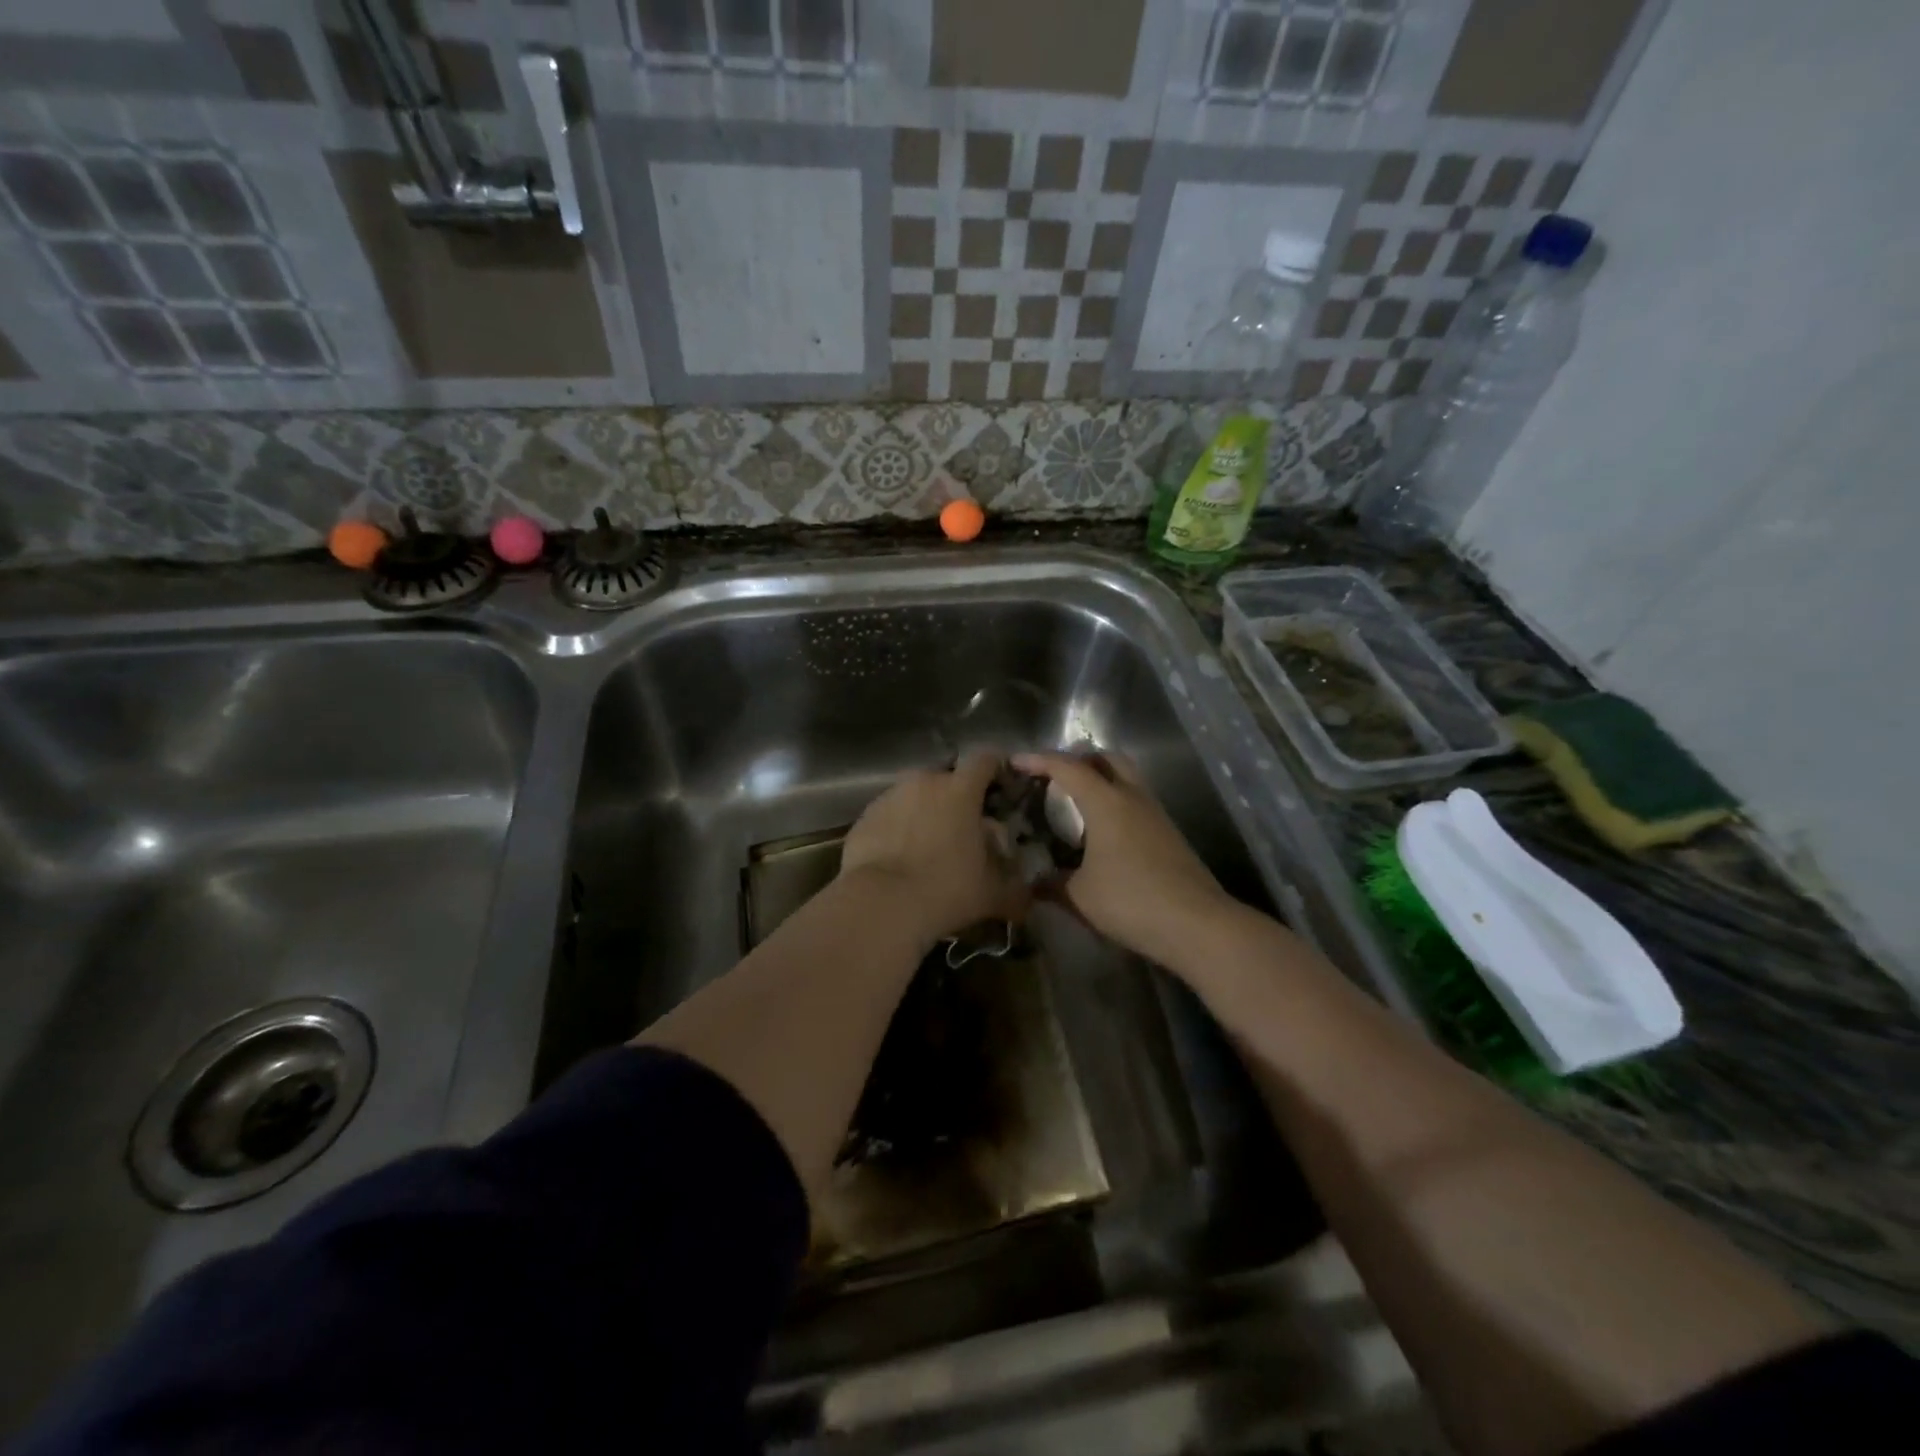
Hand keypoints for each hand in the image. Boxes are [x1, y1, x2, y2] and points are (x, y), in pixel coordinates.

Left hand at [839, 751, 1028, 944]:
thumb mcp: (991, 895)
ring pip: (915, 795)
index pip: (984, 759)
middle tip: (964, 829)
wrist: (879, 904)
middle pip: (947, 778)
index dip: (996, 768)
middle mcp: (924, 782)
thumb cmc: (945, 890)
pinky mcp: (865, 816)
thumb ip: (1014, 890)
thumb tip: (1027, 897)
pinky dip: (898, 828)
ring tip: (929, 846)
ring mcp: (890, 797)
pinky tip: (900, 858)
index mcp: (960, 790)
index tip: (1002, 787)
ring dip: (925, 812)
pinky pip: (890, 815)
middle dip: (957, 797)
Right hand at [1012, 752, 1236, 968]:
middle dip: (1077, 760)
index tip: (1015, 762)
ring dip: (1099, 780)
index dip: (1039, 760)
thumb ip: (1051, 883)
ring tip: (1074, 804)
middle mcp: (1132, 797)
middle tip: (1053, 778)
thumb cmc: (1131, 901)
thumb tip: (1031, 882)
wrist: (1197, 924)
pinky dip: (1114, 802)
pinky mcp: (1168, 833)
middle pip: (1106, 758)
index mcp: (1106, 802)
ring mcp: (1155, 814)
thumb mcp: (1080, 896)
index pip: (1067, 767)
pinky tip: (1101, 832)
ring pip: (1125, 778)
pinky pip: (1135, 801)